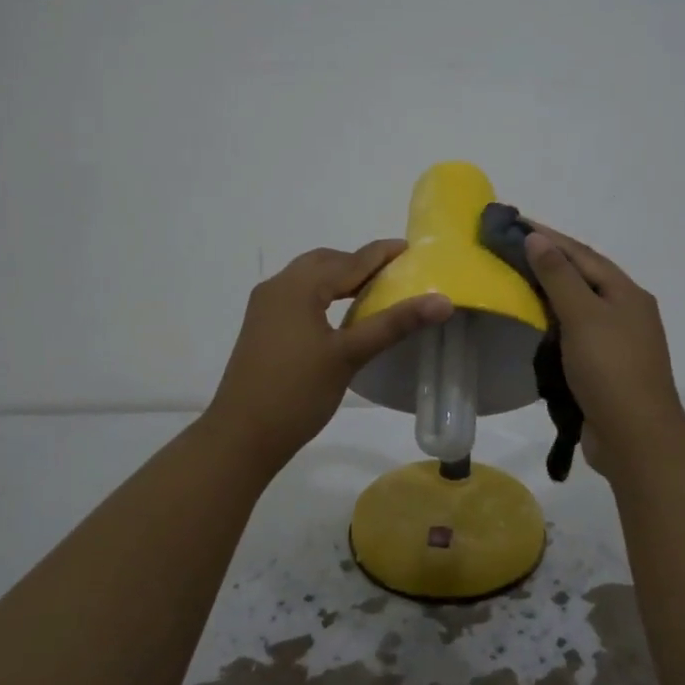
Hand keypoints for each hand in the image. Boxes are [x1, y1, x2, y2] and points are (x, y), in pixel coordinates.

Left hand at [205, 240, 452, 470]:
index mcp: (298, 287)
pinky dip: (323, 294)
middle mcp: (278, 287)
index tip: (411, 248)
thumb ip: (394, 323)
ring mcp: (265, 307)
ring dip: (339, 279)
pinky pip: (298, 296)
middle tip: (394, 274)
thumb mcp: (350, 356)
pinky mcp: (262, 327)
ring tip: (372, 292)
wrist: (241, 436)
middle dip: (359, 264)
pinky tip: (339, 315)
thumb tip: (443, 301)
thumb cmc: (297, 392)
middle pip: (325, 262)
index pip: (349, 261)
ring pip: (309, 279)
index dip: (381, 254)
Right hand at [524, 225, 684, 479]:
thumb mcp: (583, 316)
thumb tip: (537, 237)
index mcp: (626, 293)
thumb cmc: (611, 370)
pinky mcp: (605, 366)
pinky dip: (553, 322)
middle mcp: (626, 311)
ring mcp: (617, 340)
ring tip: (514, 280)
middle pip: (582, 276)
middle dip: (548, 260)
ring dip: (549, 291)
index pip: (581, 253)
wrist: (637, 438)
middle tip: (508, 249)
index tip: (512, 222)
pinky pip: (575, 332)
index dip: (547, 236)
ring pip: (578, 305)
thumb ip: (559, 276)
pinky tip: (533, 322)